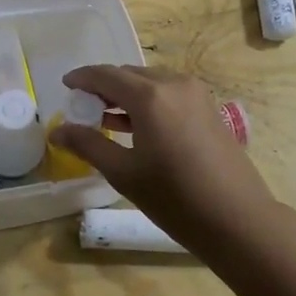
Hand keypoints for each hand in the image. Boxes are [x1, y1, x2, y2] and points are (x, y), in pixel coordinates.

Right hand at [51, 65, 276, 243]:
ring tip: (104, 118)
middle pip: (130, 75)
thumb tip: (57, 132)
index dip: (82, 78)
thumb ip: (88, 145)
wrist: (238, 219)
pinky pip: (169, 95)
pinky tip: (135, 126)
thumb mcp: (124, 173)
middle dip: (104, 87)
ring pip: (151, 84)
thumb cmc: (175, 198)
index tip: (65, 86)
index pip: (106, 75)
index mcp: (150, 96)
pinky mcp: (209, 108)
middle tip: (82, 107)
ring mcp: (196, 95)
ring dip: (126, 95)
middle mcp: (174, 84)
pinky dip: (148, 103)